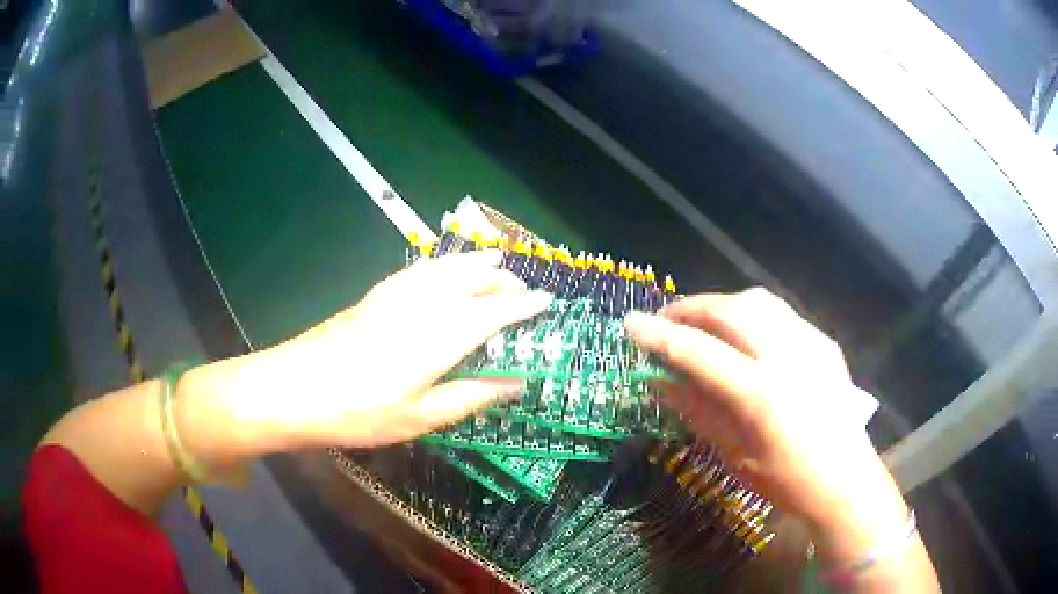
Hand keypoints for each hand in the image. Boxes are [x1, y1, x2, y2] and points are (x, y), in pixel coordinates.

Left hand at [202, 251, 551, 452]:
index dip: (525, 306)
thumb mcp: (420, 416)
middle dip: (504, 280)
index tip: (549, 301)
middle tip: (525, 288)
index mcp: (441, 334)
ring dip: (475, 263)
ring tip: (494, 259)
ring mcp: (396, 294)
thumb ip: (471, 395)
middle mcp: (424, 303)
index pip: (496, 312)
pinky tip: (442, 267)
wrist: (293, 388)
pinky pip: (420, 269)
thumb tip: (515, 383)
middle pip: (474, 281)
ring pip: (447, 267)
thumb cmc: (359, 411)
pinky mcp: (375, 295)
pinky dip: (442, 263)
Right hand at [624, 289, 903, 538]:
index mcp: (761, 393)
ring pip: (758, 300)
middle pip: (730, 310)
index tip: (629, 323)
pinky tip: (745, 337)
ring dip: (722, 305)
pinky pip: (781, 314)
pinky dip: (752, 315)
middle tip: (666, 322)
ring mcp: (811, 342)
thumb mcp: (734, 454)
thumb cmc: (786, 480)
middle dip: (691, 309)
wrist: (845, 479)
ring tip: (702, 324)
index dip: (659, 336)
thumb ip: (696, 410)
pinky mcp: (824, 341)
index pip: (699, 352)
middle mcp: (788, 355)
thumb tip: (659, 382)